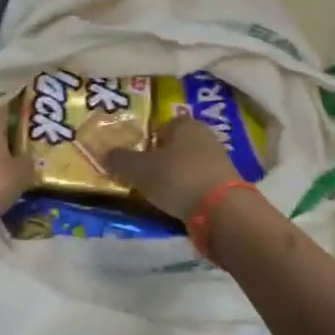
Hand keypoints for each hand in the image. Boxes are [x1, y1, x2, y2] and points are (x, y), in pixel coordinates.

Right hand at [106, 114, 243, 221]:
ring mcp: (220, 160)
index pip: (162, 126)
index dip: (148, 140)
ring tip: (161, 193)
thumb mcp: (140, 170)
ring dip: (177, 176)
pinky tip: (181, 203)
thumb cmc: (178, 178)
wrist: (222, 209)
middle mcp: (205, 136)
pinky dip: (190, 190)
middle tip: (145, 176)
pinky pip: (200, 182)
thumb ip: (122, 160)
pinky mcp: (228, 183)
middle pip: (177, 145)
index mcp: (185, 124)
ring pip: (189, 164)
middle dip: (162, 158)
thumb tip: (106, 153)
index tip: (137, 158)